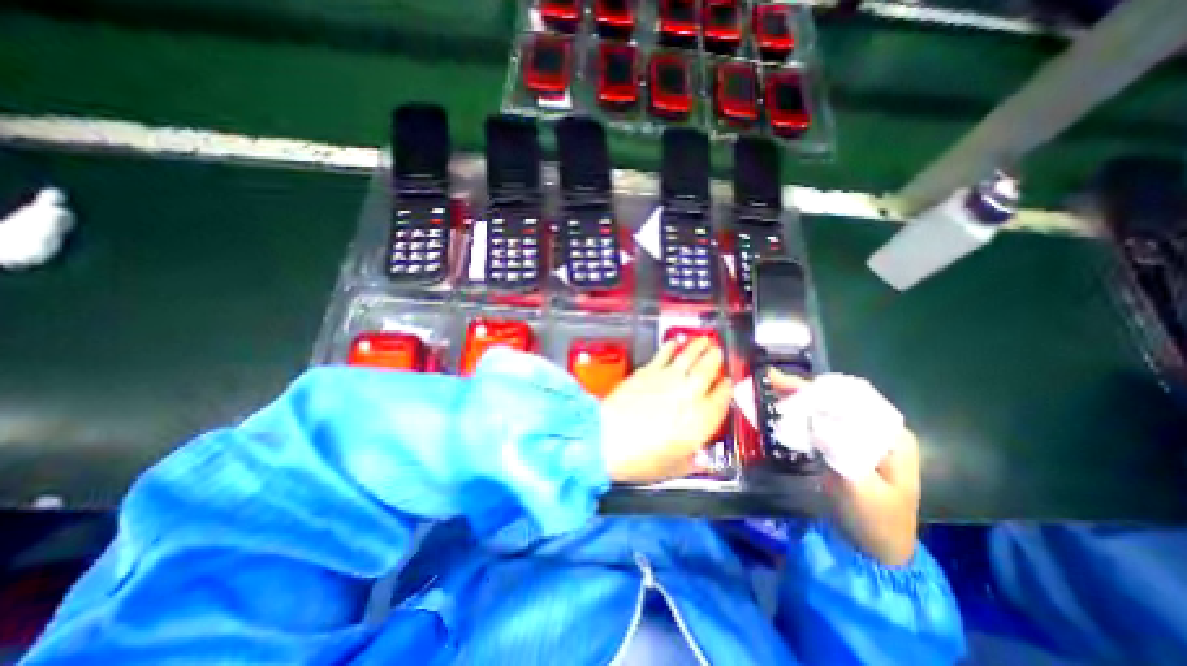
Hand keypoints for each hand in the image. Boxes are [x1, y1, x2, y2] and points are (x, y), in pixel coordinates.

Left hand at [603, 339, 734, 483]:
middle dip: (715, 359)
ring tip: (705, 340)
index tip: (727, 382)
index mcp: (701, 420)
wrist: (607, 438)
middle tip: (718, 351)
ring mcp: (667, 379)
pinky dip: (671, 347)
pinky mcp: (647, 371)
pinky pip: (663, 355)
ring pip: (688, 357)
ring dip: (698, 347)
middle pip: (707, 370)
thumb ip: (690, 461)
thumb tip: (697, 458)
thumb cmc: (642, 459)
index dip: (727, 388)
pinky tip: (674, 343)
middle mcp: (688, 394)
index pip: (722, 398)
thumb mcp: (673, 469)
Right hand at [775, 368, 920, 567]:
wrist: (879, 549)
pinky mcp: (848, 442)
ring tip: (773, 385)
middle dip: (805, 387)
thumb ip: (841, 452)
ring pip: (830, 405)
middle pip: (840, 397)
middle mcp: (878, 428)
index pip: (854, 399)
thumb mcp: (859, 490)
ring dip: (802, 394)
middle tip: (772, 379)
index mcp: (891, 436)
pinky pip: (824, 418)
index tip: (789, 387)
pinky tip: (785, 404)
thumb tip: (817, 421)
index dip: (819, 390)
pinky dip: (803, 408)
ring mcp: (863, 435)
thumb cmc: (874, 521)